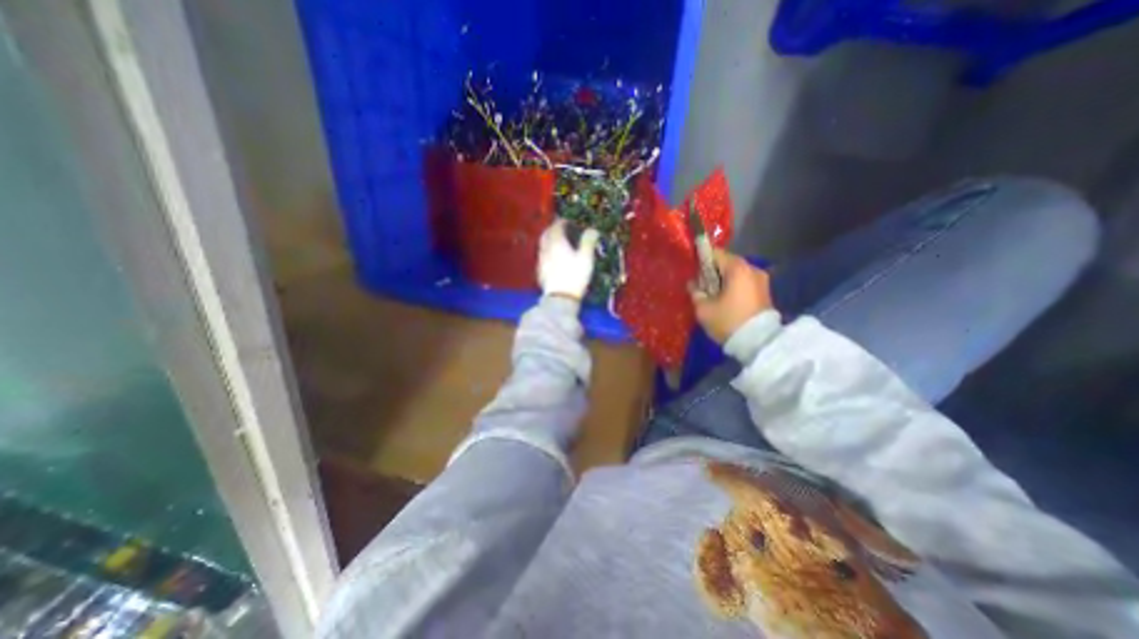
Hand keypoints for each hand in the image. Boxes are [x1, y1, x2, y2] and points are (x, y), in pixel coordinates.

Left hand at [539, 220, 598, 300]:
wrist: (560, 298)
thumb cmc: (574, 276)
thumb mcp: (586, 258)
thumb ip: (588, 242)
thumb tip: (592, 230)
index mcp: (556, 242)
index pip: (556, 226)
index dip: (563, 222)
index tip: (570, 222)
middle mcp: (546, 249)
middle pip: (546, 234)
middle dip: (553, 229)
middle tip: (562, 230)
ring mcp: (541, 261)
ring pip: (543, 245)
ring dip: (550, 241)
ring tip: (559, 244)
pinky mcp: (540, 272)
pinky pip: (543, 256)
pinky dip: (548, 253)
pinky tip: (554, 259)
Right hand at [685, 249, 774, 343]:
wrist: (759, 343)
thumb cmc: (728, 322)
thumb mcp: (704, 309)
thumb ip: (695, 293)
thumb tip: (693, 284)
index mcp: (737, 268)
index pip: (715, 254)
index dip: (701, 259)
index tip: (692, 270)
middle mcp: (752, 269)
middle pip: (726, 263)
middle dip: (712, 272)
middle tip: (700, 285)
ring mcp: (761, 280)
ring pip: (736, 274)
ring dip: (723, 280)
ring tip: (712, 295)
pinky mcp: (765, 292)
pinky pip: (744, 282)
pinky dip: (733, 287)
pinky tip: (725, 300)